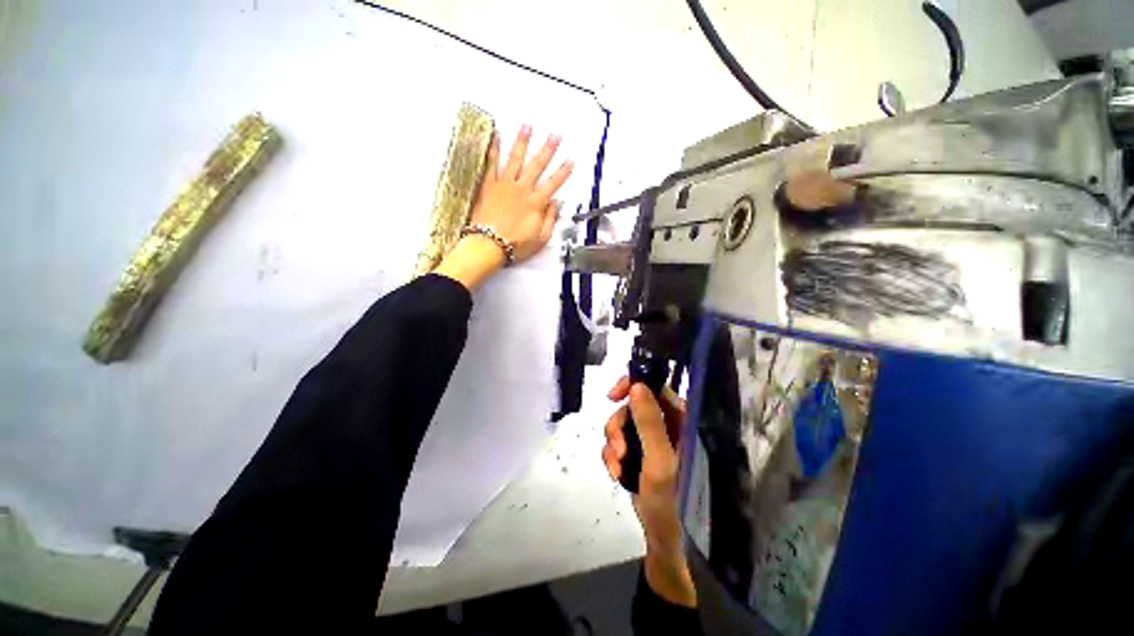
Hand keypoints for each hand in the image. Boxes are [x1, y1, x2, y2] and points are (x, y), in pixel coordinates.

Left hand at [434, 126, 572, 290]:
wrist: (488, 245)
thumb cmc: (515, 245)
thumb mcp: (540, 239)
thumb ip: (550, 219)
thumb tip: (556, 204)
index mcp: (536, 203)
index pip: (554, 183)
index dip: (564, 171)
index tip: (571, 160)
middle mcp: (522, 190)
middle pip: (538, 166)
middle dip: (548, 149)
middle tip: (555, 134)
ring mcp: (504, 186)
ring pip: (516, 159)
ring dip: (523, 142)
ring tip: (528, 126)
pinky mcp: (489, 186)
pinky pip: (491, 164)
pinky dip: (494, 149)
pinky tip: (496, 136)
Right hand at [602, 377, 696, 607]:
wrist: (666, 540)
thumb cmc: (672, 501)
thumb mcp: (660, 460)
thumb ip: (649, 422)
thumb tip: (637, 385)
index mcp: (681, 420)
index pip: (655, 387)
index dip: (632, 386)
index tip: (613, 396)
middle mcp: (667, 425)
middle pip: (632, 406)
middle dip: (618, 427)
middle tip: (619, 449)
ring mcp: (652, 439)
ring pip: (622, 424)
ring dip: (613, 444)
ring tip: (617, 469)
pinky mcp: (640, 453)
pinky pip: (617, 442)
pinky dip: (612, 456)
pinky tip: (616, 474)